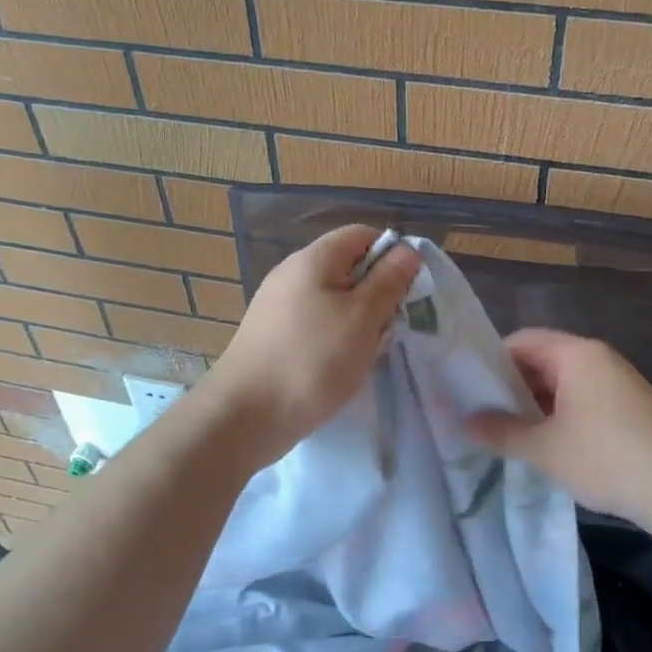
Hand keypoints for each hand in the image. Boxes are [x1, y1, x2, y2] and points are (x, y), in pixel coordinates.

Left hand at [205, 224, 419, 466]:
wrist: (245, 416)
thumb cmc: (313, 359)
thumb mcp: (363, 317)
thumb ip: (389, 280)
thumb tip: (407, 250)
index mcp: (313, 259)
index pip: (362, 234)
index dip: (391, 254)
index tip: (407, 290)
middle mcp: (292, 274)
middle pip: (349, 268)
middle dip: (376, 295)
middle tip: (387, 328)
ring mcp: (278, 306)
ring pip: (335, 300)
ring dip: (358, 323)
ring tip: (365, 353)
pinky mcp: (273, 335)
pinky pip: (316, 324)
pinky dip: (335, 340)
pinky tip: (340, 368)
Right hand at [465, 328, 651, 531]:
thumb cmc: (608, 458)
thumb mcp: (545, 448)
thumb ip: (500, 431)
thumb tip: (461, 422)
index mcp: (576, 354)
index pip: (520, 341)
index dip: (489, 362)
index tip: (465, 389)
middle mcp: (597, 358)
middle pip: (541, 360)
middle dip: (510, 387)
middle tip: (478, 415)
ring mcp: (617, 383)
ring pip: (561, 383)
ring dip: (534, 405)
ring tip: (504, 433)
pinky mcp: (628, 408)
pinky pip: (582, 400)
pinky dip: (559, 415)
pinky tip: (543, 444)